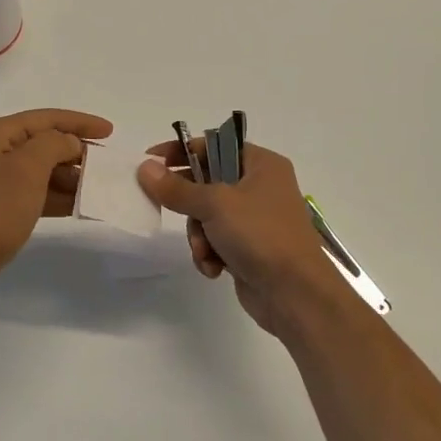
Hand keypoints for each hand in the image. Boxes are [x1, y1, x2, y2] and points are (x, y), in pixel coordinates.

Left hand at [0, 108, 112, 303]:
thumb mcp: (29, 168)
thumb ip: (55, 144)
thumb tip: (70, 143)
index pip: (46, 118)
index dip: (80, 122)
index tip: (111, 132)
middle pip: (43, 142)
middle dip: (75, 152)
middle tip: (105, 166)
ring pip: (41, 169)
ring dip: (69, 176)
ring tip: (96, 188)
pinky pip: (35, 192)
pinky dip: (57, 196)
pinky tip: (78, 206)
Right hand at [139, 139, 357, 339]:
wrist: (296, 294)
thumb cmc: (260, 235)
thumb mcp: (215, 204)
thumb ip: (176, 188)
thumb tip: (145, 168)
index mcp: (261, 164)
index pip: (213, 145)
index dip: (181, 151)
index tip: (150, 162)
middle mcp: (260, 186)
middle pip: (206, 182)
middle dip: (190, 206)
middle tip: (170, 210)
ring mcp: (255, 219)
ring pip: (206, 216)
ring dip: (199, 236)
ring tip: (206, 251)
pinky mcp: (249, 247)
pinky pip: (216, 241)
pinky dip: (210, 253)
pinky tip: (214, 268)